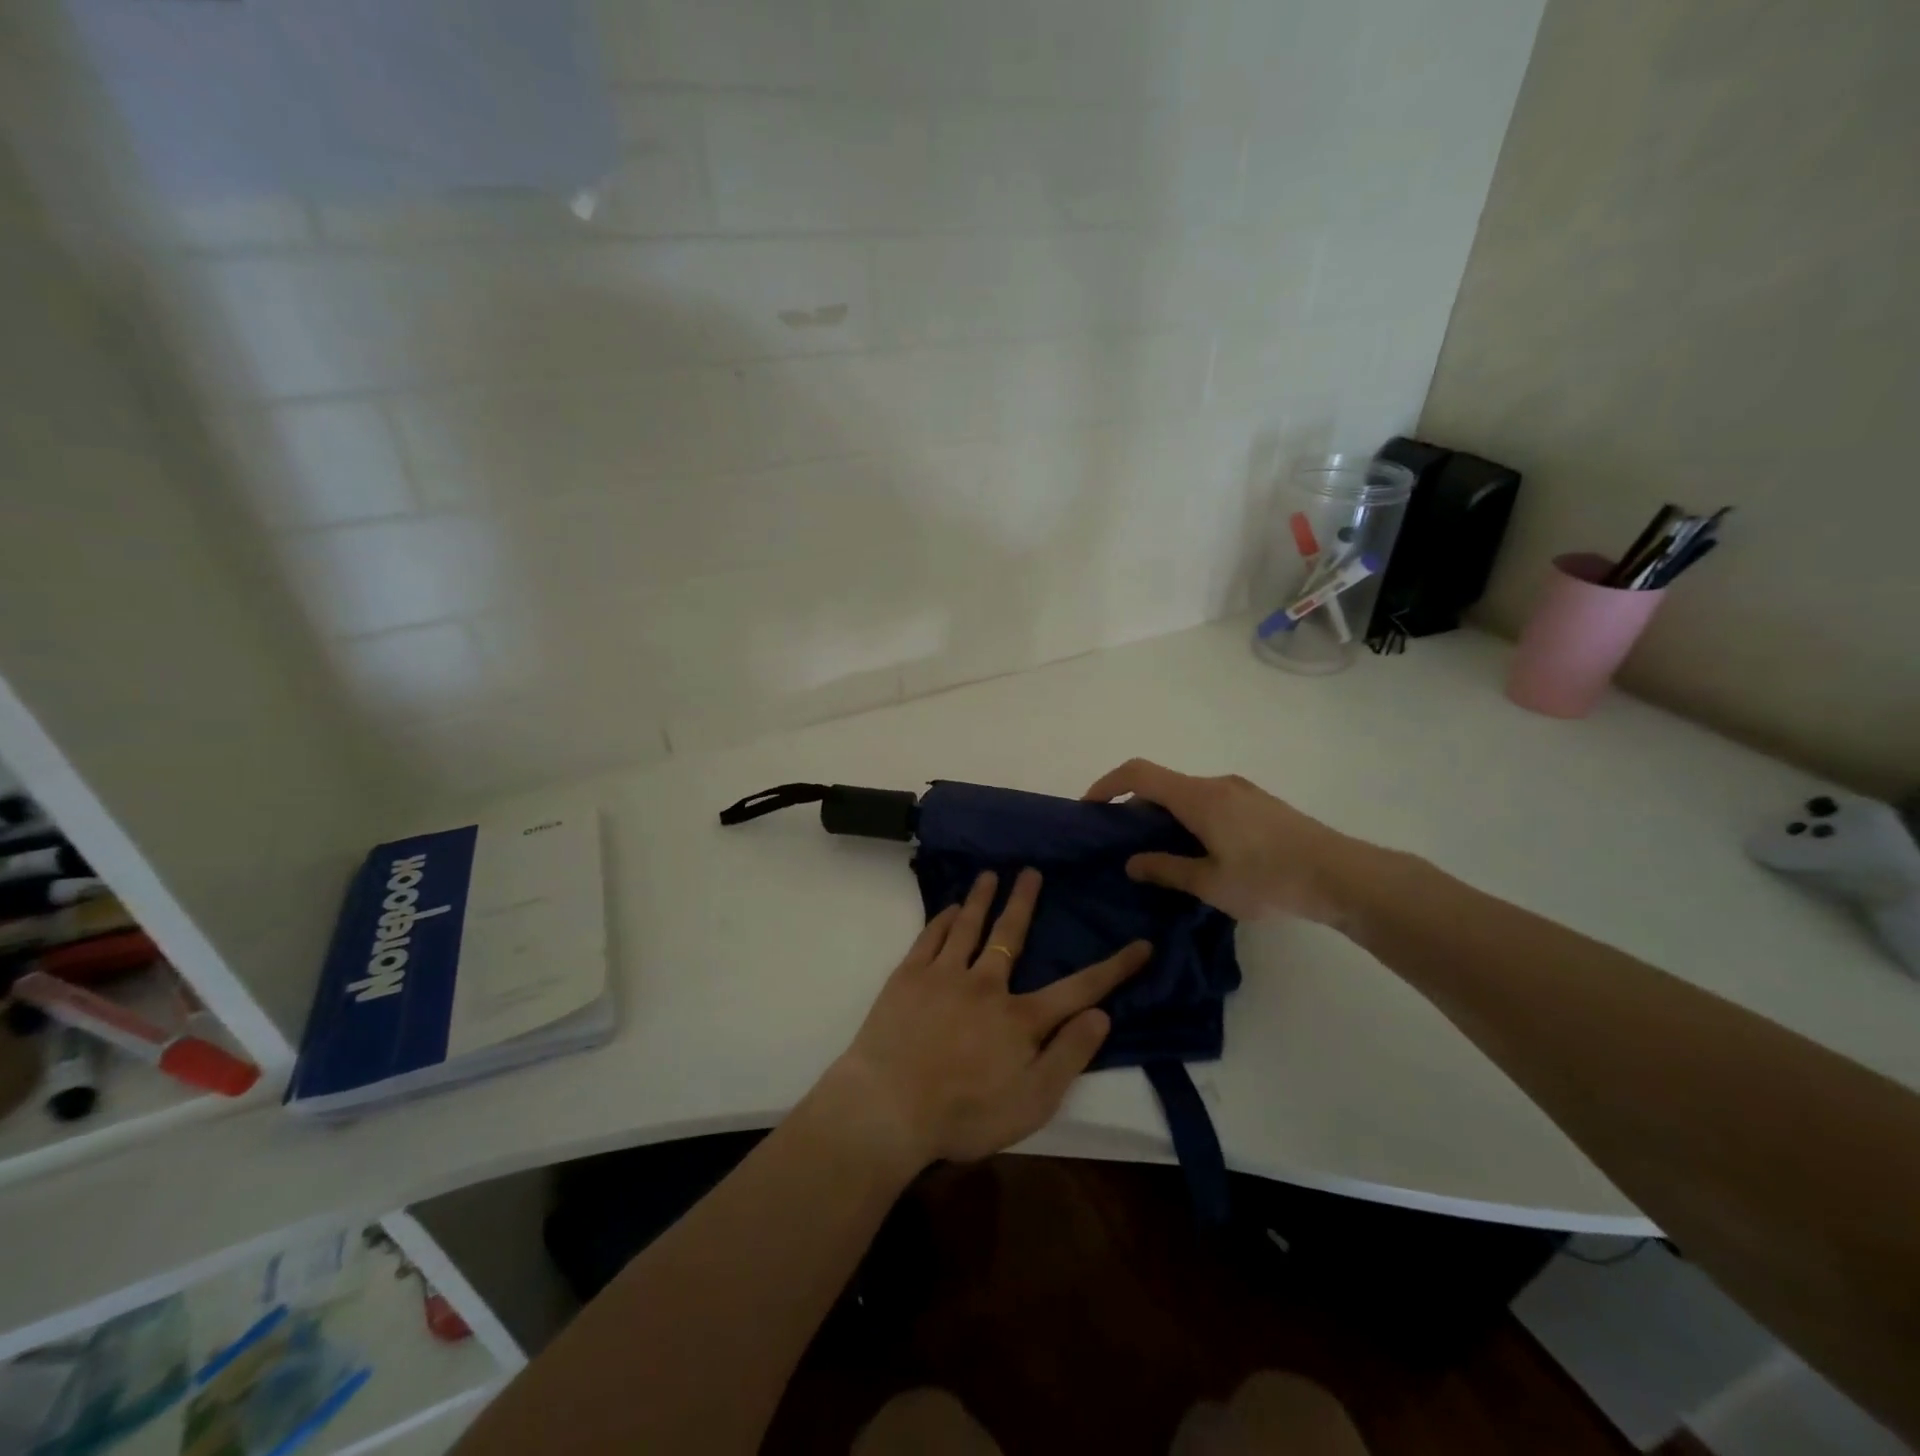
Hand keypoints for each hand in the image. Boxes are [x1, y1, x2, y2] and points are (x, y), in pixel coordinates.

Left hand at [822, 868, 1149, 1171]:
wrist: (888, 1108)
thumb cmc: (964, 1114)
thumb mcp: (1032, 1102)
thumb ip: (1069, 1056)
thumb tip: (1101, 1014)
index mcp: (1019, 1018)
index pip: (1078, 988)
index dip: (1114, 968)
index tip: (1141, 945)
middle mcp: (985, 985)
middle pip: (1011, 936)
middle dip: (1025, 902)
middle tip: (1031, 871)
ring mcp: (944, 976)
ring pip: (969, 926)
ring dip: (982, 898)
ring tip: (990, 874)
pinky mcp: (908, 977)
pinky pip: (931, 937)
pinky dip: (944, 919)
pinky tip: (950, 908)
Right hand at [1083, 758, 1367, 923]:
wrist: (1343, 876)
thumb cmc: (1269, 879)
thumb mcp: (1210, 883)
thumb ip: (1166, 869)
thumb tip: (1131, 862)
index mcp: (1198, 797)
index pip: (1139, 774)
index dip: (1108, 784)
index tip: (1090, 808)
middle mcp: (1217, 784)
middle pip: (1163, 784)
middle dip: (1136, 809)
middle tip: (1125, 845)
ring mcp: (1242, 792)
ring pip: (1188, 795)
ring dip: (1166, 816)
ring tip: (1163, 855)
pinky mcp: (1260, 804)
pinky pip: (1211, 802)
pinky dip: (1191, 818)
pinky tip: (1202, 853)